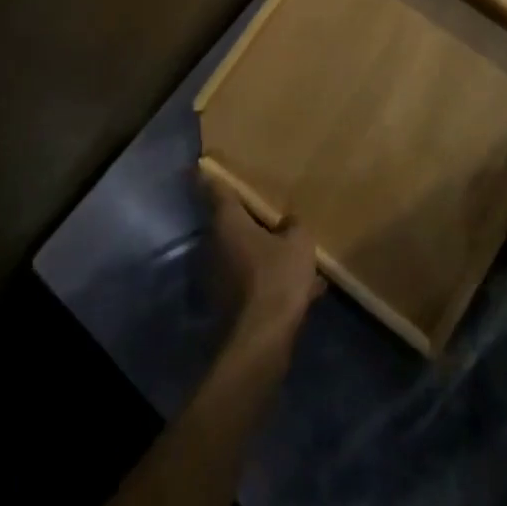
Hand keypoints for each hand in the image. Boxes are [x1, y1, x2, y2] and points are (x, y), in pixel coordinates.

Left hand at [206, 178, 325, 344]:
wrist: (262, 340)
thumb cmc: (277, 277)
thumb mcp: (298, 243)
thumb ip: (294, 225)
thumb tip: (289, 222)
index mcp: (228, 222)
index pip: (217, 190)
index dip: (213, 176)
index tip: (206, 166)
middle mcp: (216, 244)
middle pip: (230, 222)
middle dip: (248, 217)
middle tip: (268, 208)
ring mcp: (220, 275)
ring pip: (243, 252)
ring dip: (262, 250)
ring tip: (291, 249)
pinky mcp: (229, 302)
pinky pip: (252, 278)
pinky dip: (269, 277)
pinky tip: (300, 286)